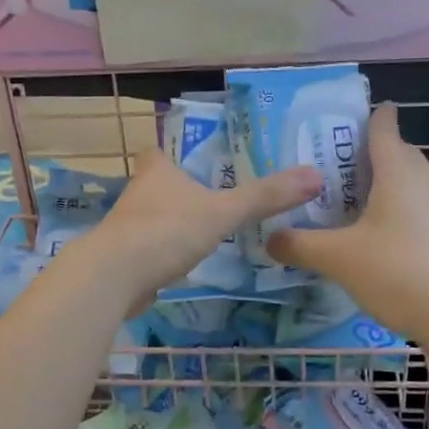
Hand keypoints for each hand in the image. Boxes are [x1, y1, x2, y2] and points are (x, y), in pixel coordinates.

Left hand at [86, 150, 323, 303]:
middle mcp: (138, 193)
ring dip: (174, 221)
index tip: (197, 156)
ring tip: (209, 228)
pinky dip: (166, 251)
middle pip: (159, 183)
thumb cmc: (166, 232)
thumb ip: (265, 197)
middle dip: (181, 188)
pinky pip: (150, 248)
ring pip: (154, 216)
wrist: (113, 278)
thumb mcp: (222, 212)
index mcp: (157, 171)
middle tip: (217, 193)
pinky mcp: (124, 258)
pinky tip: (187, 261)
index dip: (173, 150)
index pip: (158, 149)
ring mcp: (127, 227)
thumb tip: (315, 176)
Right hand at [266, 104, 428, 349]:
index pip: (383, 128)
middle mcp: (424, 182)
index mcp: (398, 172)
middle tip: (329, 170)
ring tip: (346, 205)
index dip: (366, 117)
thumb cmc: (400, 272)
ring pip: (407, 185)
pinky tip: (373, 240)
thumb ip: (300, 245)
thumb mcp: (339, 259)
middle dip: (366, 156)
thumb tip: (269, 238)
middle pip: (396, 154)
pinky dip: (393, 214)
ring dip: (381, 188)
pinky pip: (416, 212)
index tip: (342, 119)